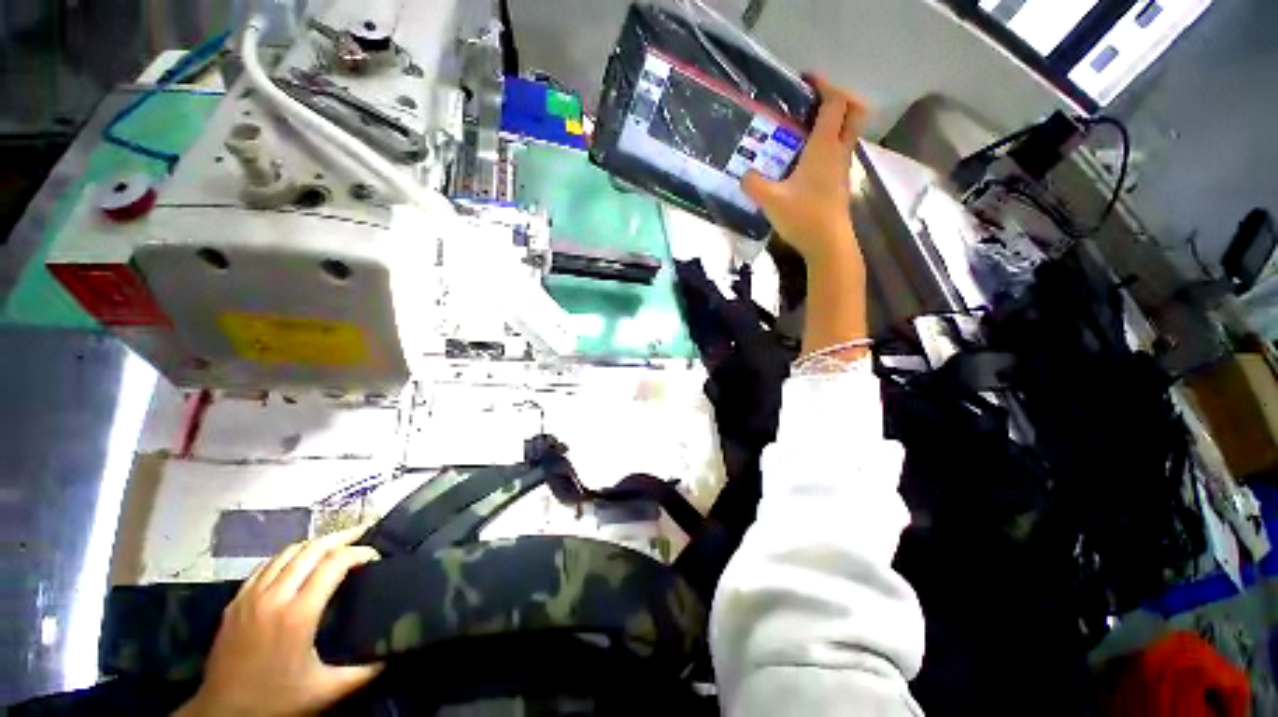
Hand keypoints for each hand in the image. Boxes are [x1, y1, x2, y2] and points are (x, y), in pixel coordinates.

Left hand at [176, 528, 381, 716]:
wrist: (222, 714)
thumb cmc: (277, 701)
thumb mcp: (326, 691)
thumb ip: (363, 672)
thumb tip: (393, 655)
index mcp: (299, 613)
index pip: (334, 563)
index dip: (360, 552)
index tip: (377, 556)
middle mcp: (274, 596)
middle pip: (311, 549)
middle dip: (341, 536)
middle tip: (364, 532)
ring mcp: (250, 596)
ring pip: (287, 552)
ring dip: (315, 543)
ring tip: (335, 543)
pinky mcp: (235, 601)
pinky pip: (265, 565)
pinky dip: (288, 556)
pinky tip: (297, 561)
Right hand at [741, 75, 866, 262]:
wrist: (828, 244)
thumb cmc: (803, 217)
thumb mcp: (771, 200)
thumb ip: (754, 184)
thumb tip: (744, 174)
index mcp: (825, 146)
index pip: (835, 102)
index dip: (824, 85)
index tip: (806, 81)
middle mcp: (839, 151)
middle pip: (853, 112)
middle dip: (838, 99)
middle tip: (813, 104)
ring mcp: (842, 168)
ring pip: (846, 134)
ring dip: (832, 124)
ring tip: (802, 132)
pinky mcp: (840, 183)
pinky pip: (838, 153)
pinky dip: (827, 146)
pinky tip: (805, 161)